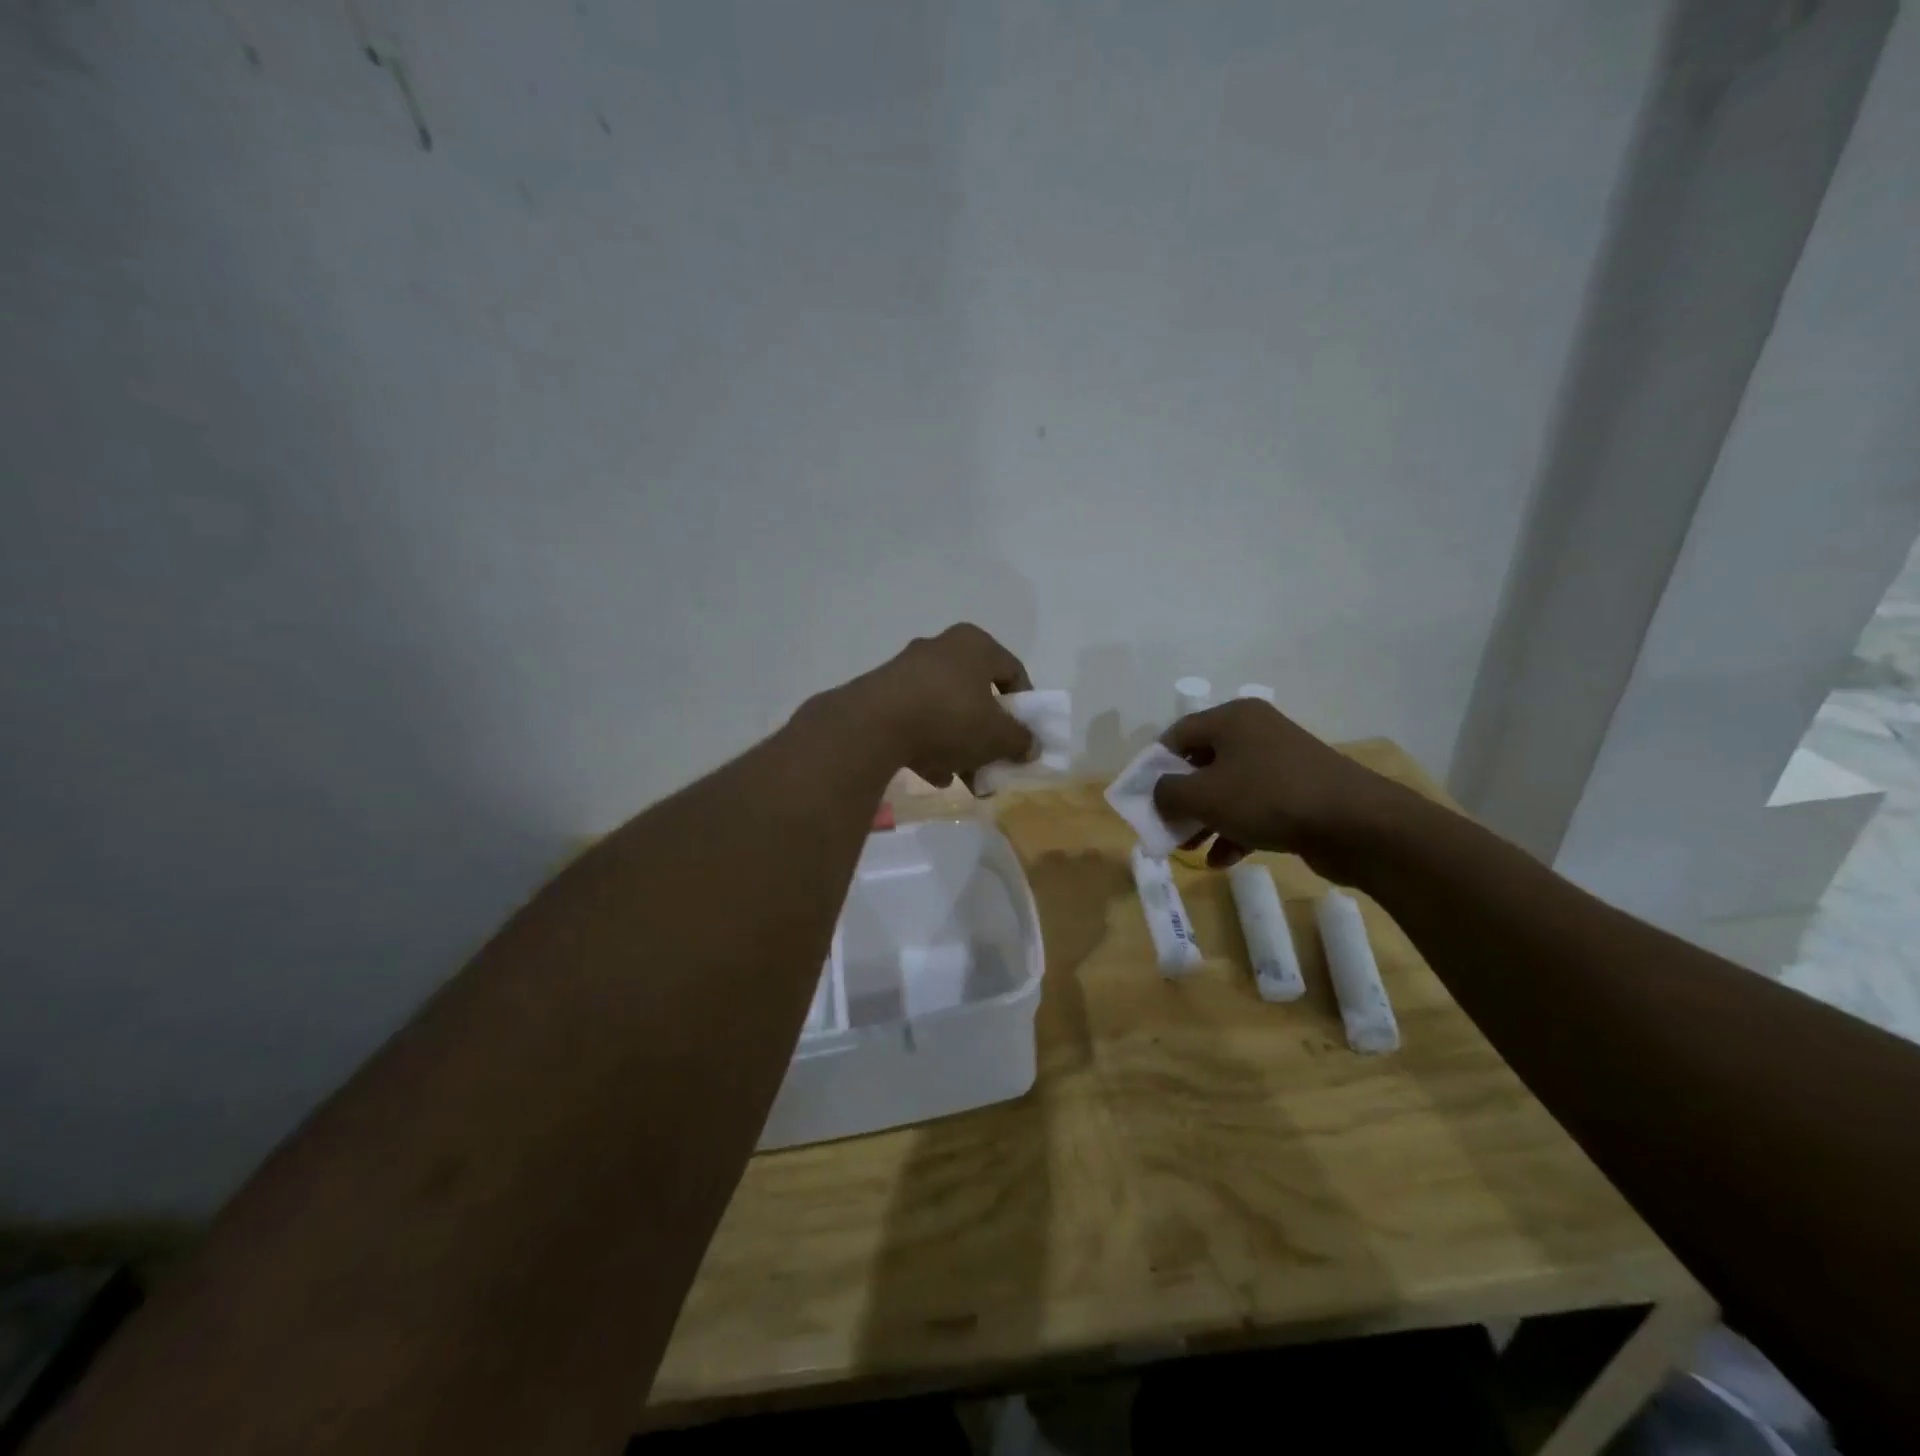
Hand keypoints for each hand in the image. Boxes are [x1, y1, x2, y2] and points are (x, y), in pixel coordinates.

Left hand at [837, 624, 1035, 789]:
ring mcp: (907, 670)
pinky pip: (917, 720)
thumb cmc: (950, 718)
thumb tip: (1030, 747)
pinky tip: (933, 776)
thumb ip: (1020, 741)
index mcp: (974, 645)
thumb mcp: (997, 736)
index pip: (1013, 671)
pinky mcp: (882, 694)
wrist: (874, 726)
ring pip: (946, 711)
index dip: (1025, 706)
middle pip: (977, 695)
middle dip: (987, 736)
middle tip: (994, 764)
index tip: (1025, 736)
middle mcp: (940, 648)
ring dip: (959, 746)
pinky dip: (928, 746)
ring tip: (965, 781)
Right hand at [1152, 698, 1406, 875]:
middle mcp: (1256, 731)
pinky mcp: (1300, 791)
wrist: (1355, 824)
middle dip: (1182, 799)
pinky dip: (1236, 830)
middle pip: (1202, 763)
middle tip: (1167, 827)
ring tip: (1191, 850)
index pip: (1177, 735)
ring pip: (1228, 788)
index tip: (1145, 798)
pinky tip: (1223, 860)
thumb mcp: (1203, 795)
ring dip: (1206, 819)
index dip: (1155, 766)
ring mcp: (1281, 762)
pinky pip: (1255, 807)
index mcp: (1232, 718)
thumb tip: (1157, 793)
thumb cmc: (1268, 798)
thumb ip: (1167, 793)